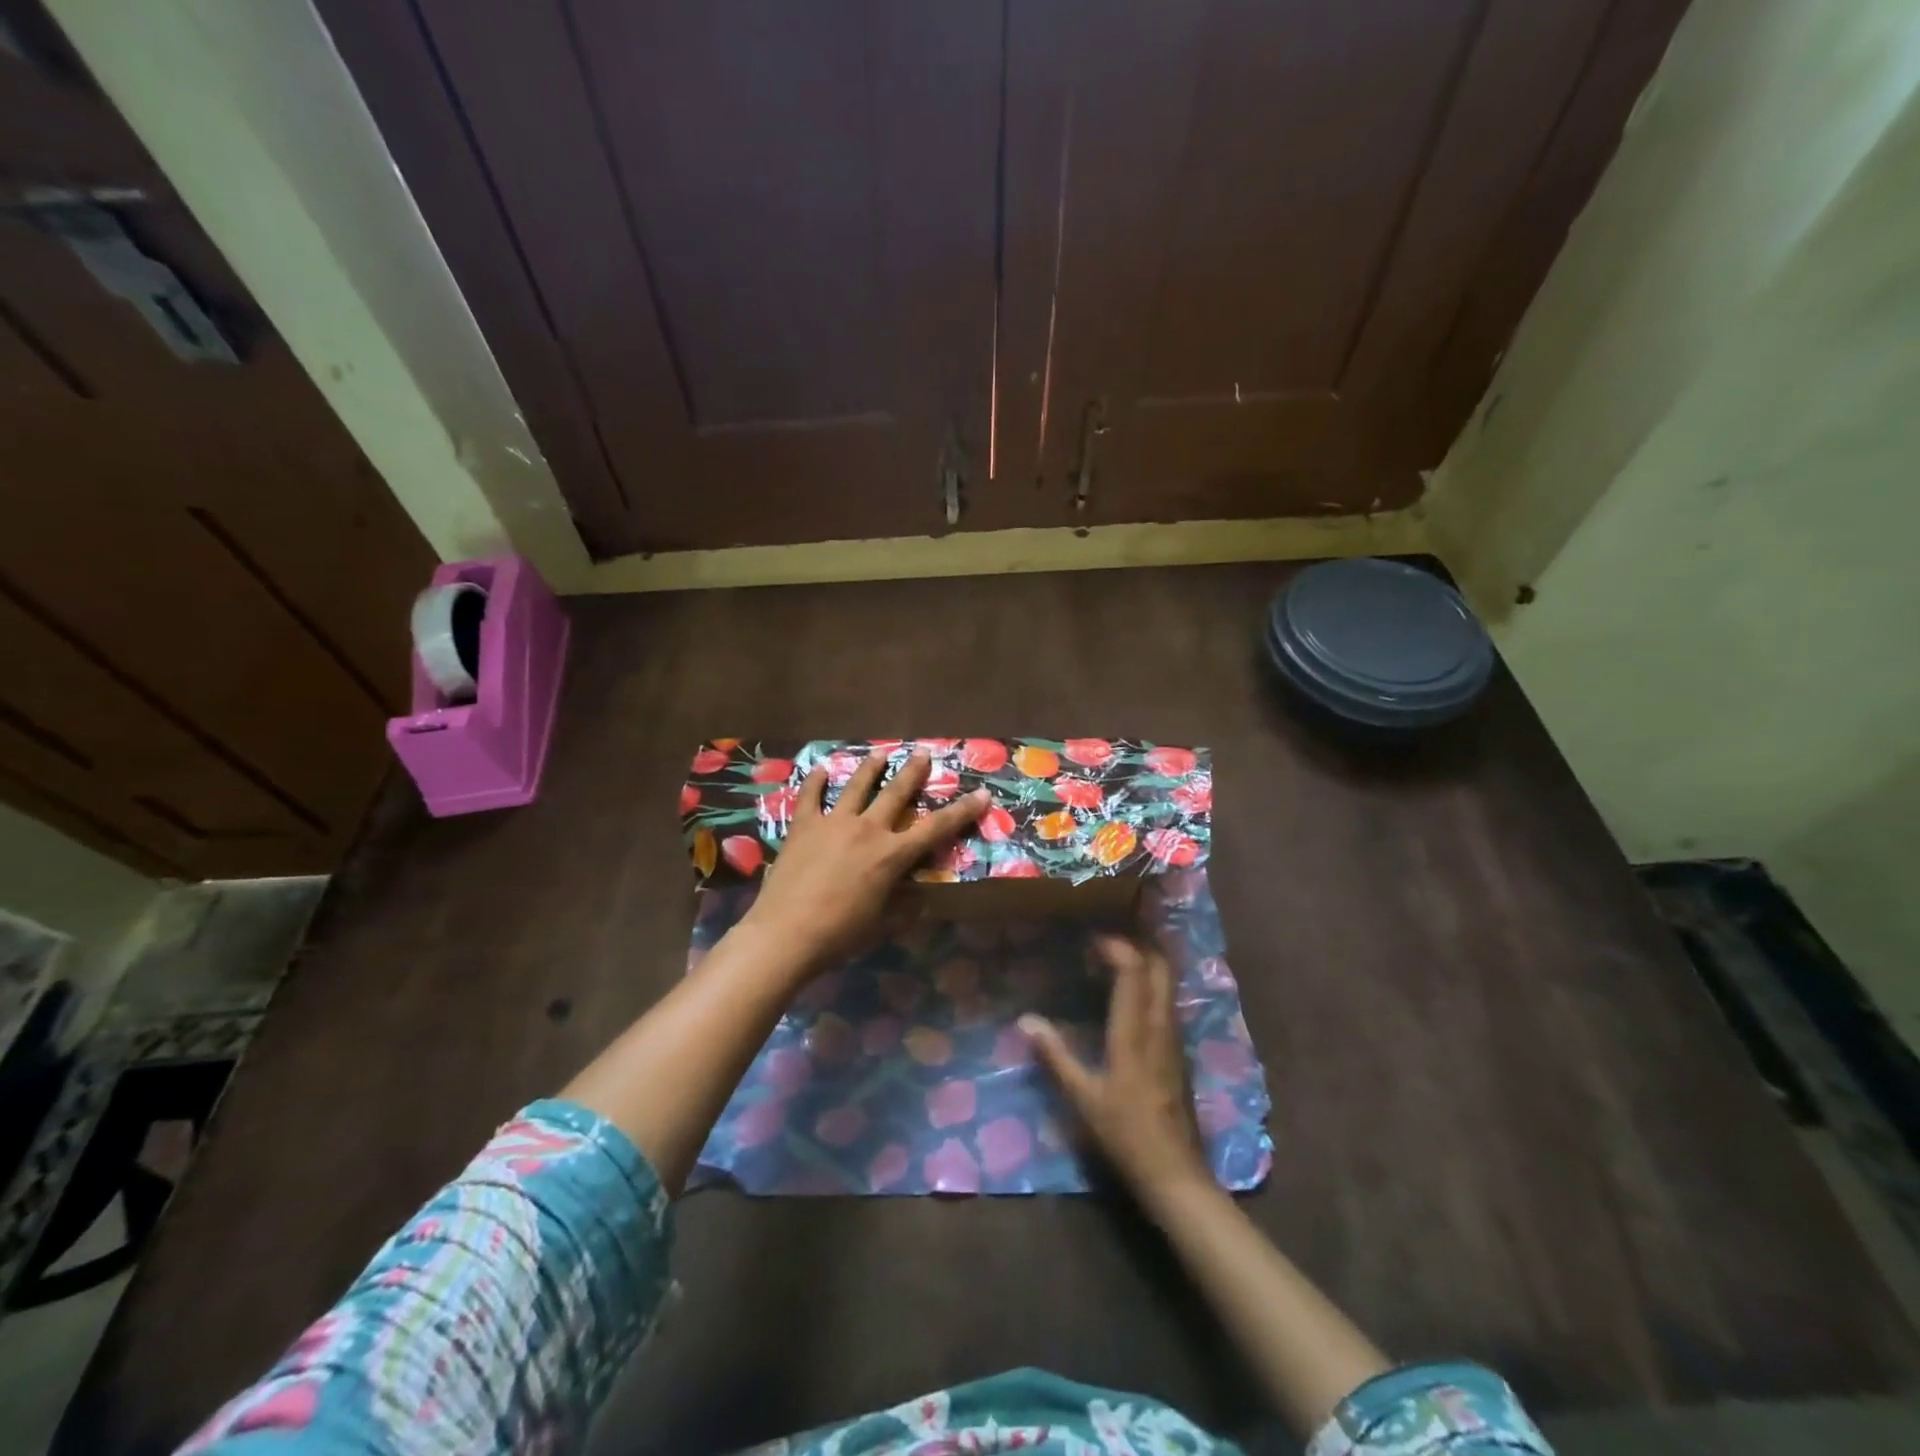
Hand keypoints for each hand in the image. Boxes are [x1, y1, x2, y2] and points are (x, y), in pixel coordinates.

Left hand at [741, 750, 988, 969]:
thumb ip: (903, 908)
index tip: (982, 793)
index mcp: (892, 855)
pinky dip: (815, 781)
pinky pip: (810, 796)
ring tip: (880, 753)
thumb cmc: (840, 934)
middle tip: (923, 753)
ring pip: (856, 786)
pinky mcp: (803, 826)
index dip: (962, 811)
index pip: (936, 828)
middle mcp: (867, 829)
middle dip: (913, 772)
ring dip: (870, 768)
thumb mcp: (881, 925)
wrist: (786, 933)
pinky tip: (819, 769)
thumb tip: (919, 898)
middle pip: (895, 793)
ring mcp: (833, 823)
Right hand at [1023, 935, 1210, 1208]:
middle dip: (1140, 946)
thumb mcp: (1083, 1097)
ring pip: (1169, 984)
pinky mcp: (1180, 1052)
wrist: (1175, 1173)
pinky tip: (1136, 994)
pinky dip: (1153, 985)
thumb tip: (1026, 1021)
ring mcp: (1175, 1039)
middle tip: (1112, 939)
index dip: (1118, 948)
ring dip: (1149, 963)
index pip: (1134, 973)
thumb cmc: (1125, 1134)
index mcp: (1135, 1033)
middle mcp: (1160, 1026)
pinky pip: (1169, 1002)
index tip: (1094, 938)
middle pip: (1160, 970)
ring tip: (1121, 957)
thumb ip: (1055, 1055)